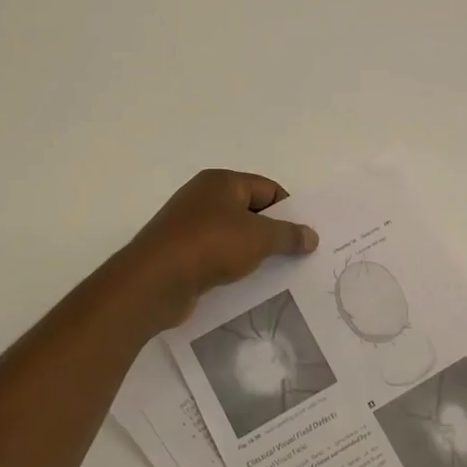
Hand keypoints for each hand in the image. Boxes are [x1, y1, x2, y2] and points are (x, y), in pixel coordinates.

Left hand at [120, 170, 319, 324]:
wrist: (155, 281)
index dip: (289, 210)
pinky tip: (247, 284)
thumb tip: (311, 236)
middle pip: (250, 211)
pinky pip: (216, 256)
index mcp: (221, 182)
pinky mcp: (181, 254)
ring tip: (277, 273)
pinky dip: (233, 267)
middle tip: (297, 255)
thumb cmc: (211, 245)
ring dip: (253, 252)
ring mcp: (189, 227)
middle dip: (273, 232)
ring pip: (233, 236)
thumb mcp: (259, 237)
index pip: (267, 189)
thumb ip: (289, 235)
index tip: (305, 236)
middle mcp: (203, 198)